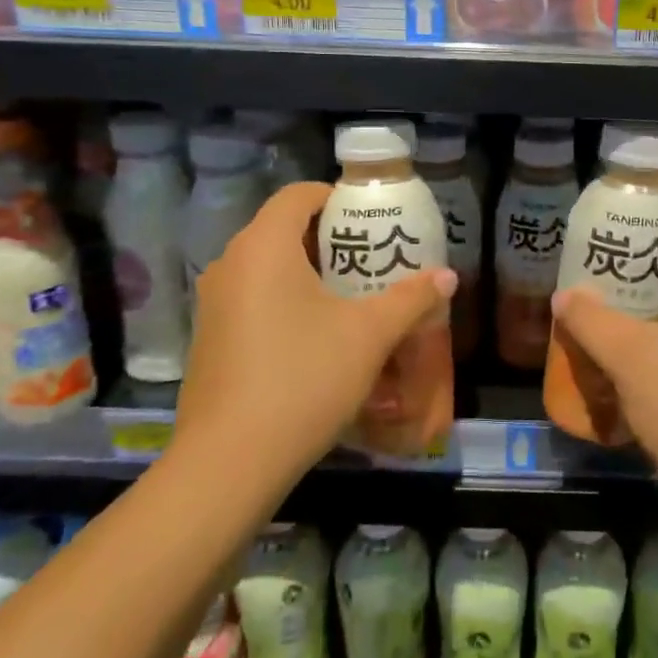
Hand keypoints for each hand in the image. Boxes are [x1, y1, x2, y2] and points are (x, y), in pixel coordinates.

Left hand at [173, 181, 456, 485]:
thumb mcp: (369, 335)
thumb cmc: (304, 378)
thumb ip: (411, 299)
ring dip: (310, 274)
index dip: (337, 198)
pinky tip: (317, 338)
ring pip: (268, 268)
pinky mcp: (209, 340)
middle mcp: (230, 265)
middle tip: (373, 260)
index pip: (298, 195)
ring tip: (353, 298)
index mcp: (263, 247)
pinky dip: (286, 302)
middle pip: (283, 230)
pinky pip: (253, 300)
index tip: (372, 221)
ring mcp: (214, 304)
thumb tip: (448, 276)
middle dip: (331, 240)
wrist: (230, 462)